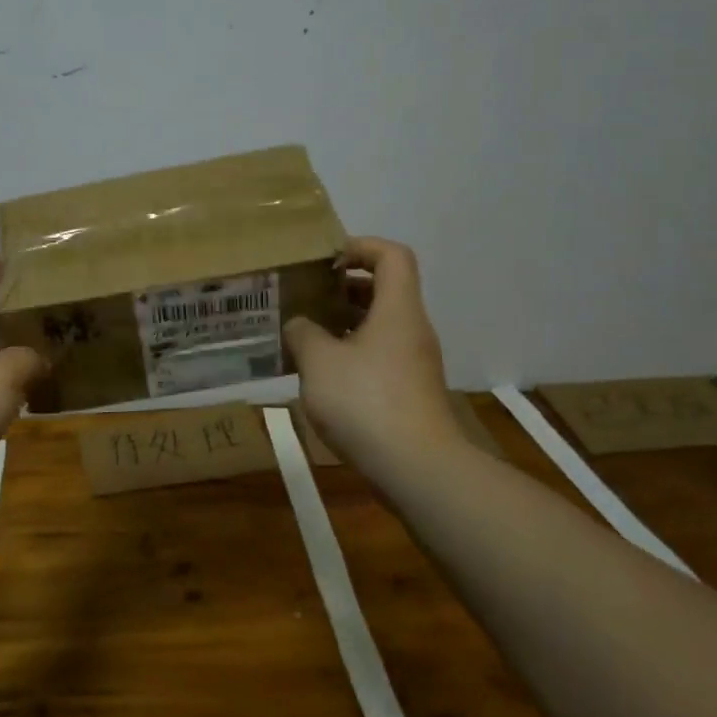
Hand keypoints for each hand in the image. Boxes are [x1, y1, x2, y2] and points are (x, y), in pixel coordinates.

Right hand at [284, 237, 460, 471]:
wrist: (416, 468)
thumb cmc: (366, 402)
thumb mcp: (319, 362)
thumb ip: (303, 334)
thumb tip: (299, 326)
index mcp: (397, 310)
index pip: (392, 256)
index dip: (360, 247)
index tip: (326, 261)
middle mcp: (411, 330)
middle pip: (385, 291)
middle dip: (344, 288)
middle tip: (307, 297)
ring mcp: (414, 364)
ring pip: (380, 327)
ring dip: (344, 324)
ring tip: (305, 336)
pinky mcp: (410, 393)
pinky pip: (379, 357)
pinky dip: (352, 355)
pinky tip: (322, 376)